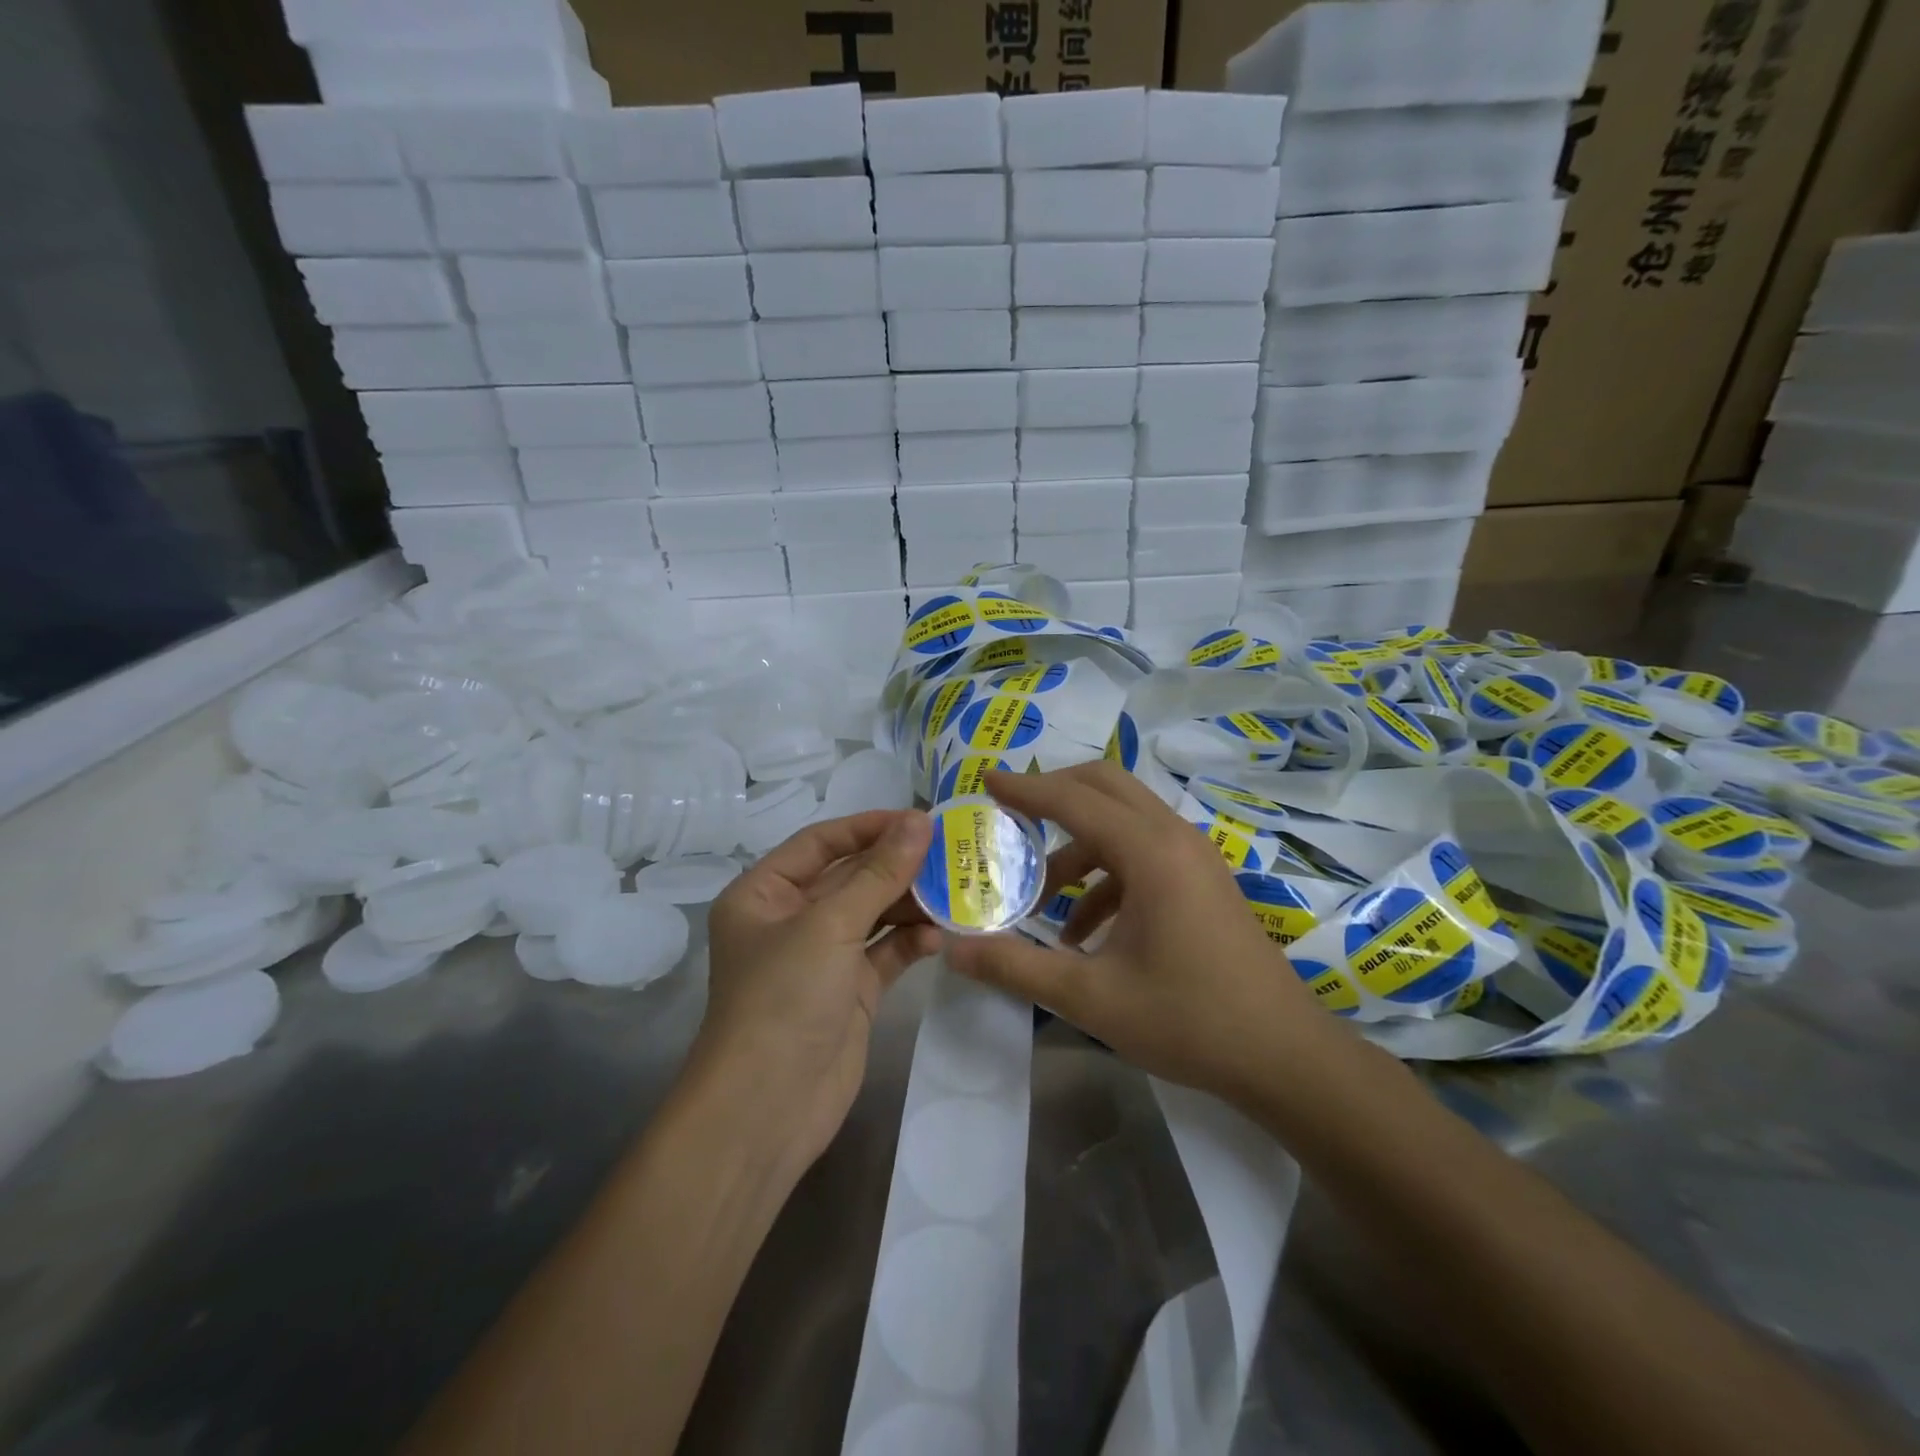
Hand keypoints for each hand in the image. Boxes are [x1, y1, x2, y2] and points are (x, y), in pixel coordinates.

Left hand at [697, 809, 940, 1173]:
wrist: (768, 1109)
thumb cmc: (784, 998)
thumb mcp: (830, 926)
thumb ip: (879, 874)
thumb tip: (920, 822)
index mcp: (764, 893)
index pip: (821, 842)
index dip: (869, 826)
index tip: (920, 819)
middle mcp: (790, 919)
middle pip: (850, 876)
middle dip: (897, 865)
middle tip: (952, 851)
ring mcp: (822, 957)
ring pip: (873, 913)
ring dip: (911, 902)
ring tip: (957, 888)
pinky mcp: (849, 991)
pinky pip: (885, 952)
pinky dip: (910, 941)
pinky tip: (940, 936)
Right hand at [943, 764, 1340, 1103]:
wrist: (1283, 1057)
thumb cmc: (1187, 1020)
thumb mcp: (1090, 998)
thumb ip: (1016, 968)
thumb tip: (953, 951)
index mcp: (1150, 852)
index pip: (1074, 800)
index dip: (1025, 788)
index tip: (985, 781)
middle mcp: (1174, 838)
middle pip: (1106, 786)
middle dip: (1054, 793)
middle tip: (1010, 815)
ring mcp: (1194, 857)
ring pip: (1125, 820)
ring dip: (1078, 846)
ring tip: (1041, 898)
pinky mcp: (1203, 880)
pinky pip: (1144, 854)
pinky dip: (1107, 875)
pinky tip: (1085, 932)